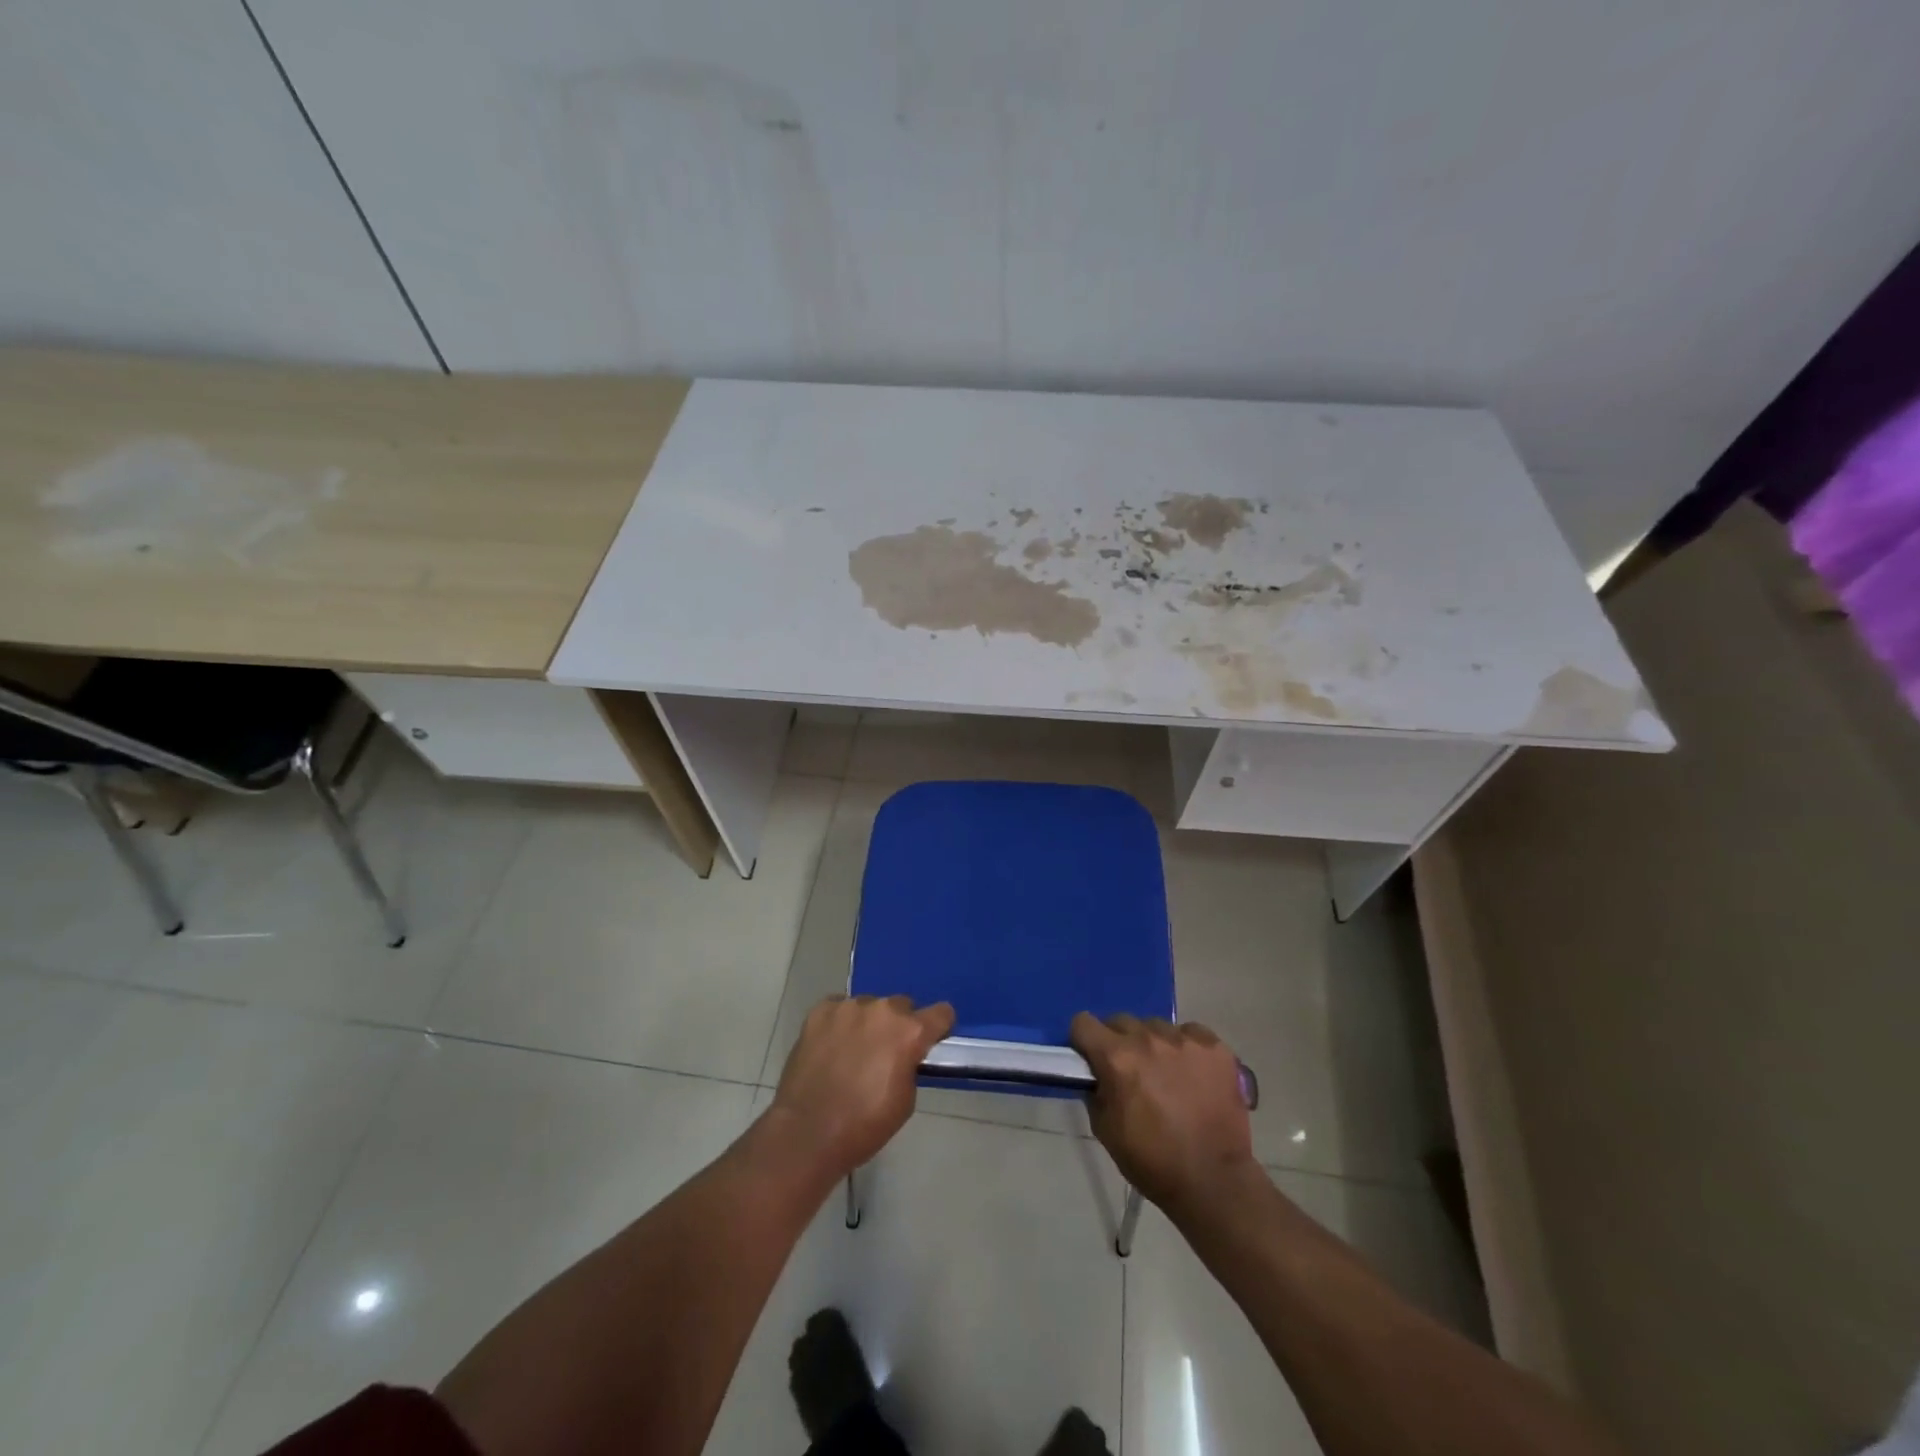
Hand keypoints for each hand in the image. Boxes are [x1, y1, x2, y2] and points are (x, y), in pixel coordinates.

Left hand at [767, 994, 955, 1177]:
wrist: (807, 1133)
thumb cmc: (864, 1125)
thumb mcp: (906, 1100)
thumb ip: (910, 1065)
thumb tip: (905, 1055)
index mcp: (909, 1032)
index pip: (942, 1013)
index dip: (939, 1027)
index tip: (930, 1041)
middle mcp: (882, 1010)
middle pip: (902, 1006)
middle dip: (899, 1026)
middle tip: (885, 1053)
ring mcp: (848, 1007)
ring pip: (869, 1006)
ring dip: (868, 1023)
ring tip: (853, 1052)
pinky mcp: (820, 1011)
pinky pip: (839, 1008)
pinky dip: (840, 1023)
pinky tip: (831, 1047)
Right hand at [1071, 1013, 1255, 1214]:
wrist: (1213, 1181)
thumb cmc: (1152, 1161)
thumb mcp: (1104, 1129)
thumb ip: (1095, 1090)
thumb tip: (1096, 1073)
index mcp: (1117, 1058)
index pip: (1083, 1023)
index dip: (1083, 1040)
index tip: (1091, 1057)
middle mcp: (1148, 1039)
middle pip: (1120, 1021)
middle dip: (1118, 1042)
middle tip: (1130, 1071)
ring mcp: (1185, 1040)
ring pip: (1156, 1026)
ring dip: (1153, 1044)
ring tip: (1166, 1074)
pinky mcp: (1215, 1048)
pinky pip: (1190, 1033)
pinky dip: (1186, 1048)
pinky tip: (1192, 1074)